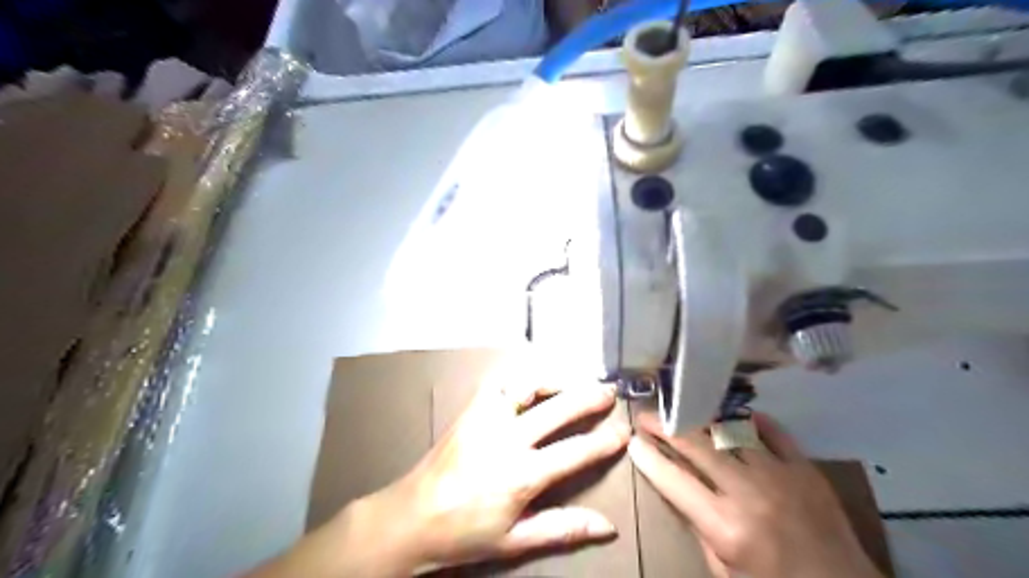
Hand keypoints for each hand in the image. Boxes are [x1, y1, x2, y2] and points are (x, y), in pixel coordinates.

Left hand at [374, 371, 630, 573]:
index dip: (603, 441)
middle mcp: (506, 439)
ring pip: (526, 385)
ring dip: (553, 380)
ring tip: (572, 381)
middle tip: (608, 391)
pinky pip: (499, 382)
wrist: (411, 517)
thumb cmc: (465, 533)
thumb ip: (562, 528)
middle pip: (556, 410)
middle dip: (588, 397)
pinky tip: (530, 383)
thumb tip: (607, 526)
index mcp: (520, 475)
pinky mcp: (470, 409)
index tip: (623, 431)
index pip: (574, 452)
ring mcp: (486, 418)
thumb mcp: (515, 540)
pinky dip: (520, 378)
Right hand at [627, 412, 884, 577]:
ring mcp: (780, 475)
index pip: (673, 480)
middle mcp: (749, 492)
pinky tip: (731, 414)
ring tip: (682, 410)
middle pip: (697, 445)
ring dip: (700, 418)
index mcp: (726, 527)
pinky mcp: (806, 468)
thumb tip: (677, 488)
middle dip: (665, 426)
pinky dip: (748, 419)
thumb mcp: (724, 571)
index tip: (632, 441)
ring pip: (729, 430)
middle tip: (647, 415)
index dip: (648, 457)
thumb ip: (698, 526)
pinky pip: (772, 430)